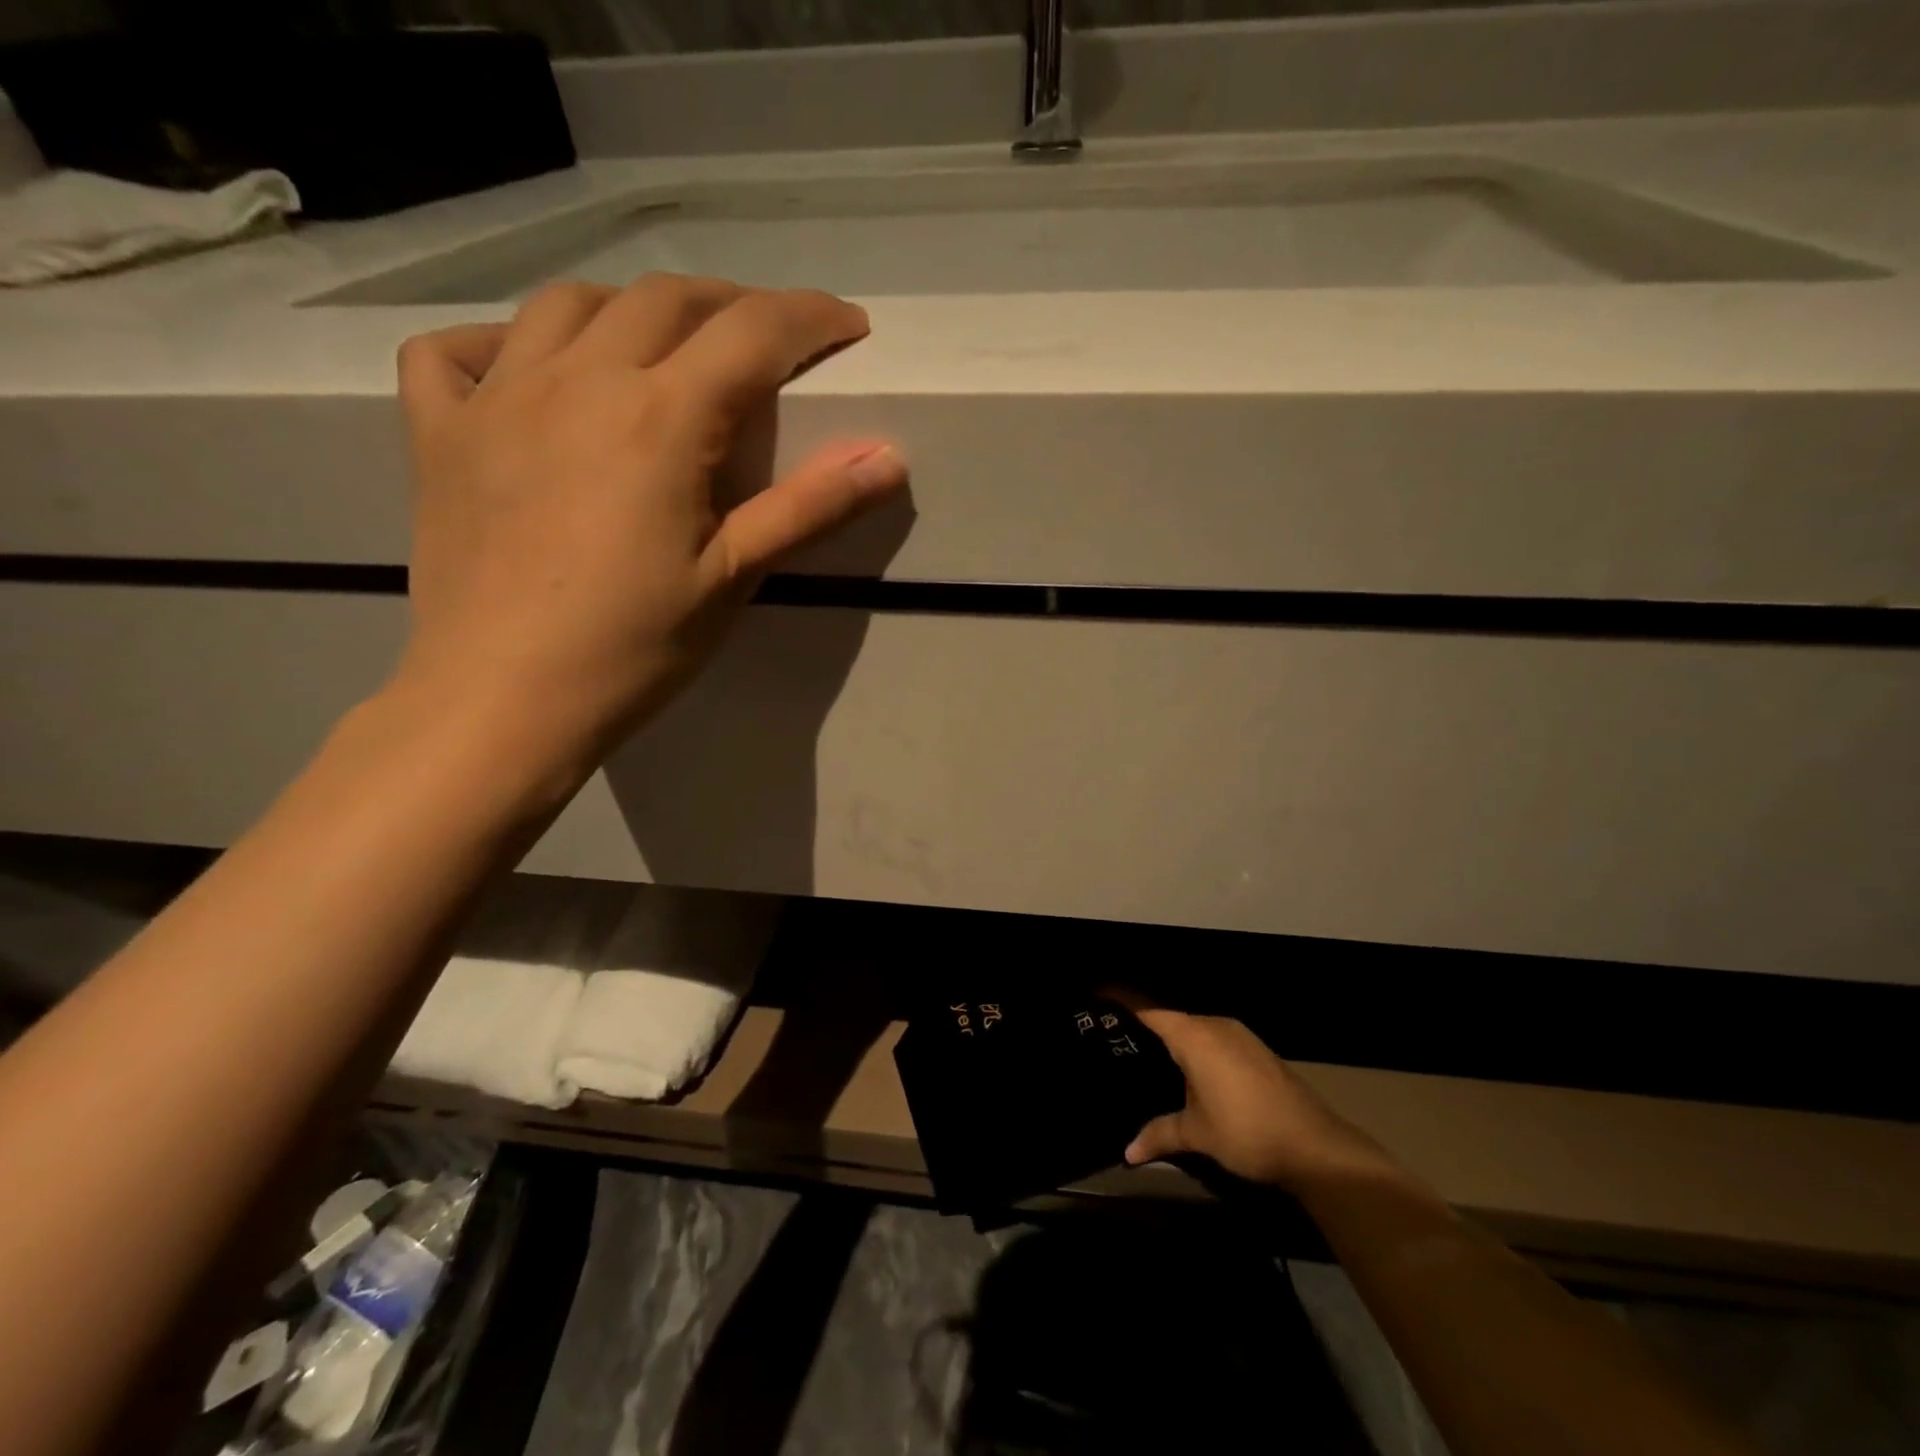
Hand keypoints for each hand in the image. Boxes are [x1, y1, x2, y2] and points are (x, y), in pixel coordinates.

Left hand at [391, 273, 906, 772]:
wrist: (500, 701)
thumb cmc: (631, 647)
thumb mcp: (734, 578)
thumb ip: (809, 507)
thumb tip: (889, 457)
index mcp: (660, 418)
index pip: (752, 333)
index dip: (811, 318)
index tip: (849, 326)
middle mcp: (577, 380)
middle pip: (664, 299)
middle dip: (731, 304)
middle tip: (767, 338)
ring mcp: (496, 398)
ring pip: (567, 304)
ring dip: (630, 308)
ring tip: (663, 345)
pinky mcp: (439, 433)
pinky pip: (455, 352)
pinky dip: (498, 343)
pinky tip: (524, 371)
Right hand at [1120, 1002, 1399, 1193]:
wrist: (1316, 1146)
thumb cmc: (1246, 1131)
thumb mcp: (1197, 1134)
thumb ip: (1159, 1134)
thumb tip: (1127, 1153)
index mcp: (1193, 1035)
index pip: (1148, 1009)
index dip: (1121, 1001)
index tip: (1097, 998)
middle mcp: (1214, 1025)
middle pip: (1171, 1016)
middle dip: (1145, 1025)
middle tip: (1116, 1039)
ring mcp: (1239, 1035)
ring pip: (1195, 1028)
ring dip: (1174, 1039)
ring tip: (1147, 1056)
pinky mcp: (1256, 1050)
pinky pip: (1214, 1038)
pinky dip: (1197, 1048)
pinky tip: (1189, 1072)